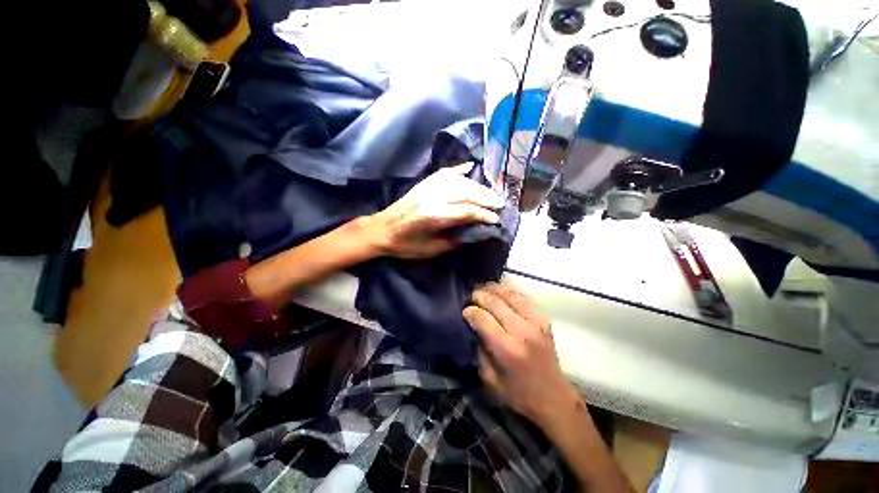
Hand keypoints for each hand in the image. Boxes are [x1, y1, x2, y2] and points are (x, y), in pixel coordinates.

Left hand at [363, 162, 504, 258]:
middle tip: (500, 204)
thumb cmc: (405, 245)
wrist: (381, 230)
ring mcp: (427, 188)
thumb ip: (453, 241)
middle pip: (466, 193)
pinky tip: (470, 168)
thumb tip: (474, 233)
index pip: (466, 211)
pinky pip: (444, 173)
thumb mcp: (430, 250)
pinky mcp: (423, 184)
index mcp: (433, 217)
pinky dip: (459, 169)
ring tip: (490, 193)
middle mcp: (432, 198)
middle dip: (486, 198)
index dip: (483, 215)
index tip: (496, 219)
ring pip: (458, 182)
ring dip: (477, 187)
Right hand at [464, 282, 580, 425]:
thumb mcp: (489, 379)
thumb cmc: (518, 393)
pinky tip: (500, 291)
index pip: (483, 319)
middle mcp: (523, 331)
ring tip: (483, 288)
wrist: (554, 397)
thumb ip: (480, 350)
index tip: (464, 311)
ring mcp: (536, 323)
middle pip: (496, 303)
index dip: (471, 312)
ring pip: (510, 295)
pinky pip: (523, 298)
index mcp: (508, 349)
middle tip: (471, 296)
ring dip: (494, 289)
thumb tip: (474, 327)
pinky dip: (509, 291)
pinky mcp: (543, 320)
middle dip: (480, 296)